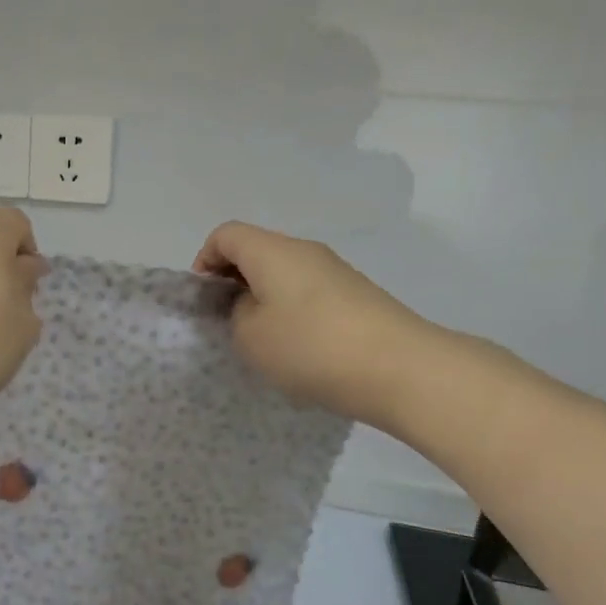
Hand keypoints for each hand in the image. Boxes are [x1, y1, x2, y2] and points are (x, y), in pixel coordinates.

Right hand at [193, 222, 437, 428]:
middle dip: (233, 282)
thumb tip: (253, 304)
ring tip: (264, 341)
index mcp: (272, 251)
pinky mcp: (357, 295)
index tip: (204, 300)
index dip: (204, 261)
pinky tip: (299, 349)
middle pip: (256, 251)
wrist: (401, 369)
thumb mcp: (250, 336)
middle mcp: (305, 250)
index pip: (225, 235)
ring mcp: (336, 271)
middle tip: (227, 323)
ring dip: (264, 299)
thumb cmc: (311, 347)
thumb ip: (237, 313)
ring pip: (284, 274)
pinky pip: (309, 293)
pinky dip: (292, 311)